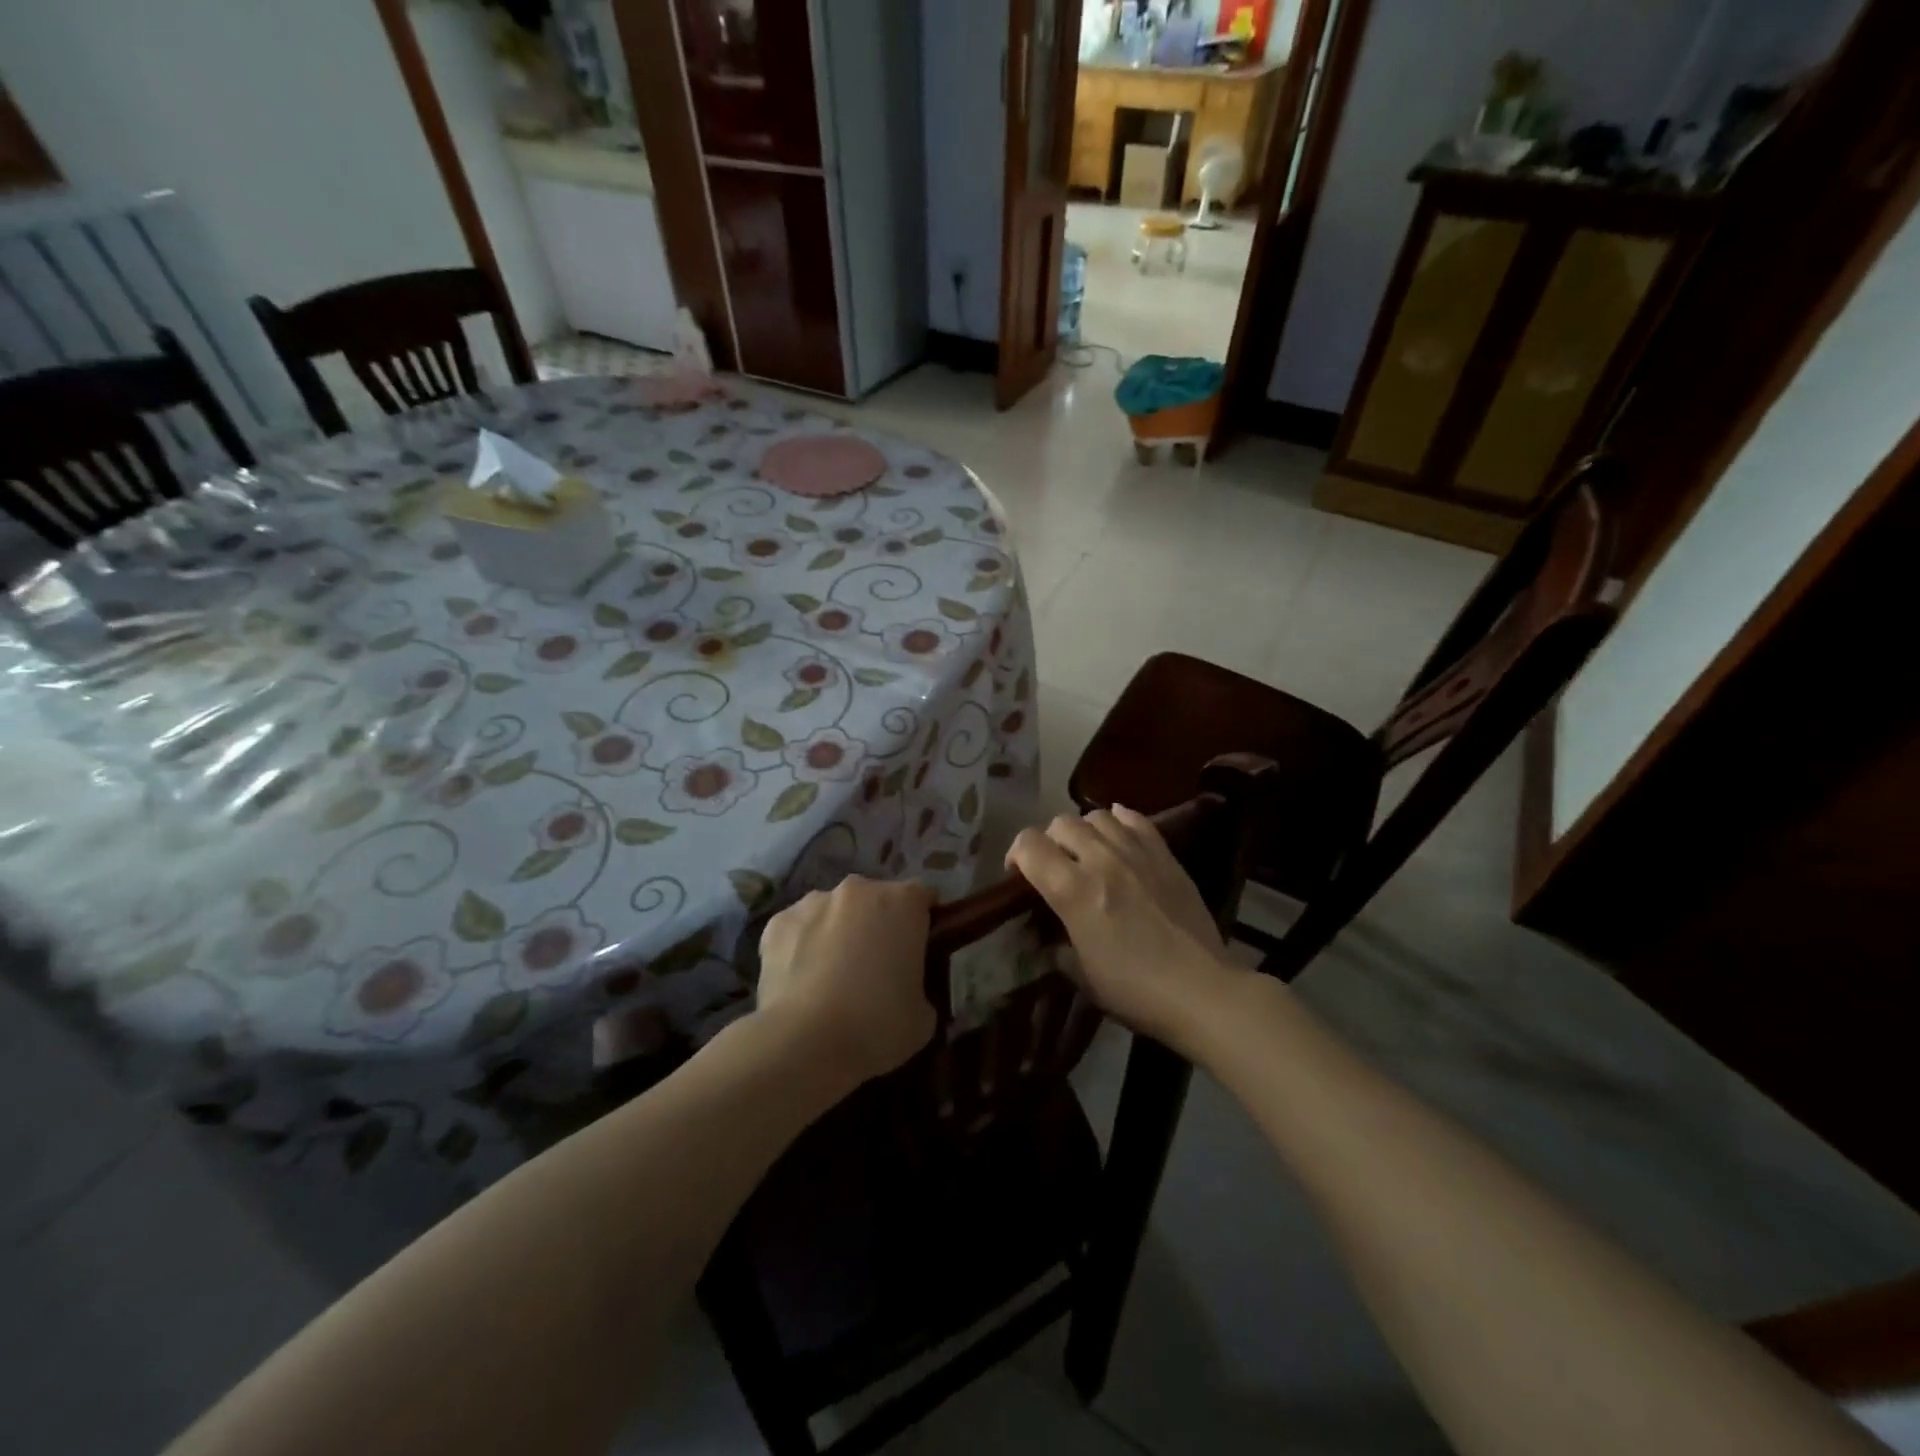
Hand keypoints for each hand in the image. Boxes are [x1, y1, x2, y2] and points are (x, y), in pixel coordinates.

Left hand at [755, 875, 936, 1085]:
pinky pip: (798, 929)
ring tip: (832, 976)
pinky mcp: (777, 922)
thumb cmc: (877, 1024)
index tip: (918, 951)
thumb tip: (907, 991)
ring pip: (833, 911)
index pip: (923, 898)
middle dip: (877, 924)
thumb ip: (920, 987)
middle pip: (875, 900)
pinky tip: (801, 981)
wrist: (804, 1042)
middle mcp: (859, 889)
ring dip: (838, 931)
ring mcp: (814, 901)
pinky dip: (802, 946)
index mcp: (903, 902)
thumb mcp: (923, 1015)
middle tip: (876, 967)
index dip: (922, 923)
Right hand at [1006, 806, 1246, 1051]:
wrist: (1201, 991)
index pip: (1029, 845)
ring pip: (1097, 816)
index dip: (1016, 854)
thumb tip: (1049, 935)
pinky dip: (1119, 820)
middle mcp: (1101, 860)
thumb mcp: (1081, 976)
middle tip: (1055, 866)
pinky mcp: (1165, 855)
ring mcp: (1136, 853)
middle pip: (1060, 824)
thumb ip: (1057, 947)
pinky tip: (1117, 833)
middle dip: (1048, 841)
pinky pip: (1136, 819)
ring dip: (1083, 831)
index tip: (1019, 875)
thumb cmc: (1135, 991)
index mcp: (1073, 891)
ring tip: (1087, 852)